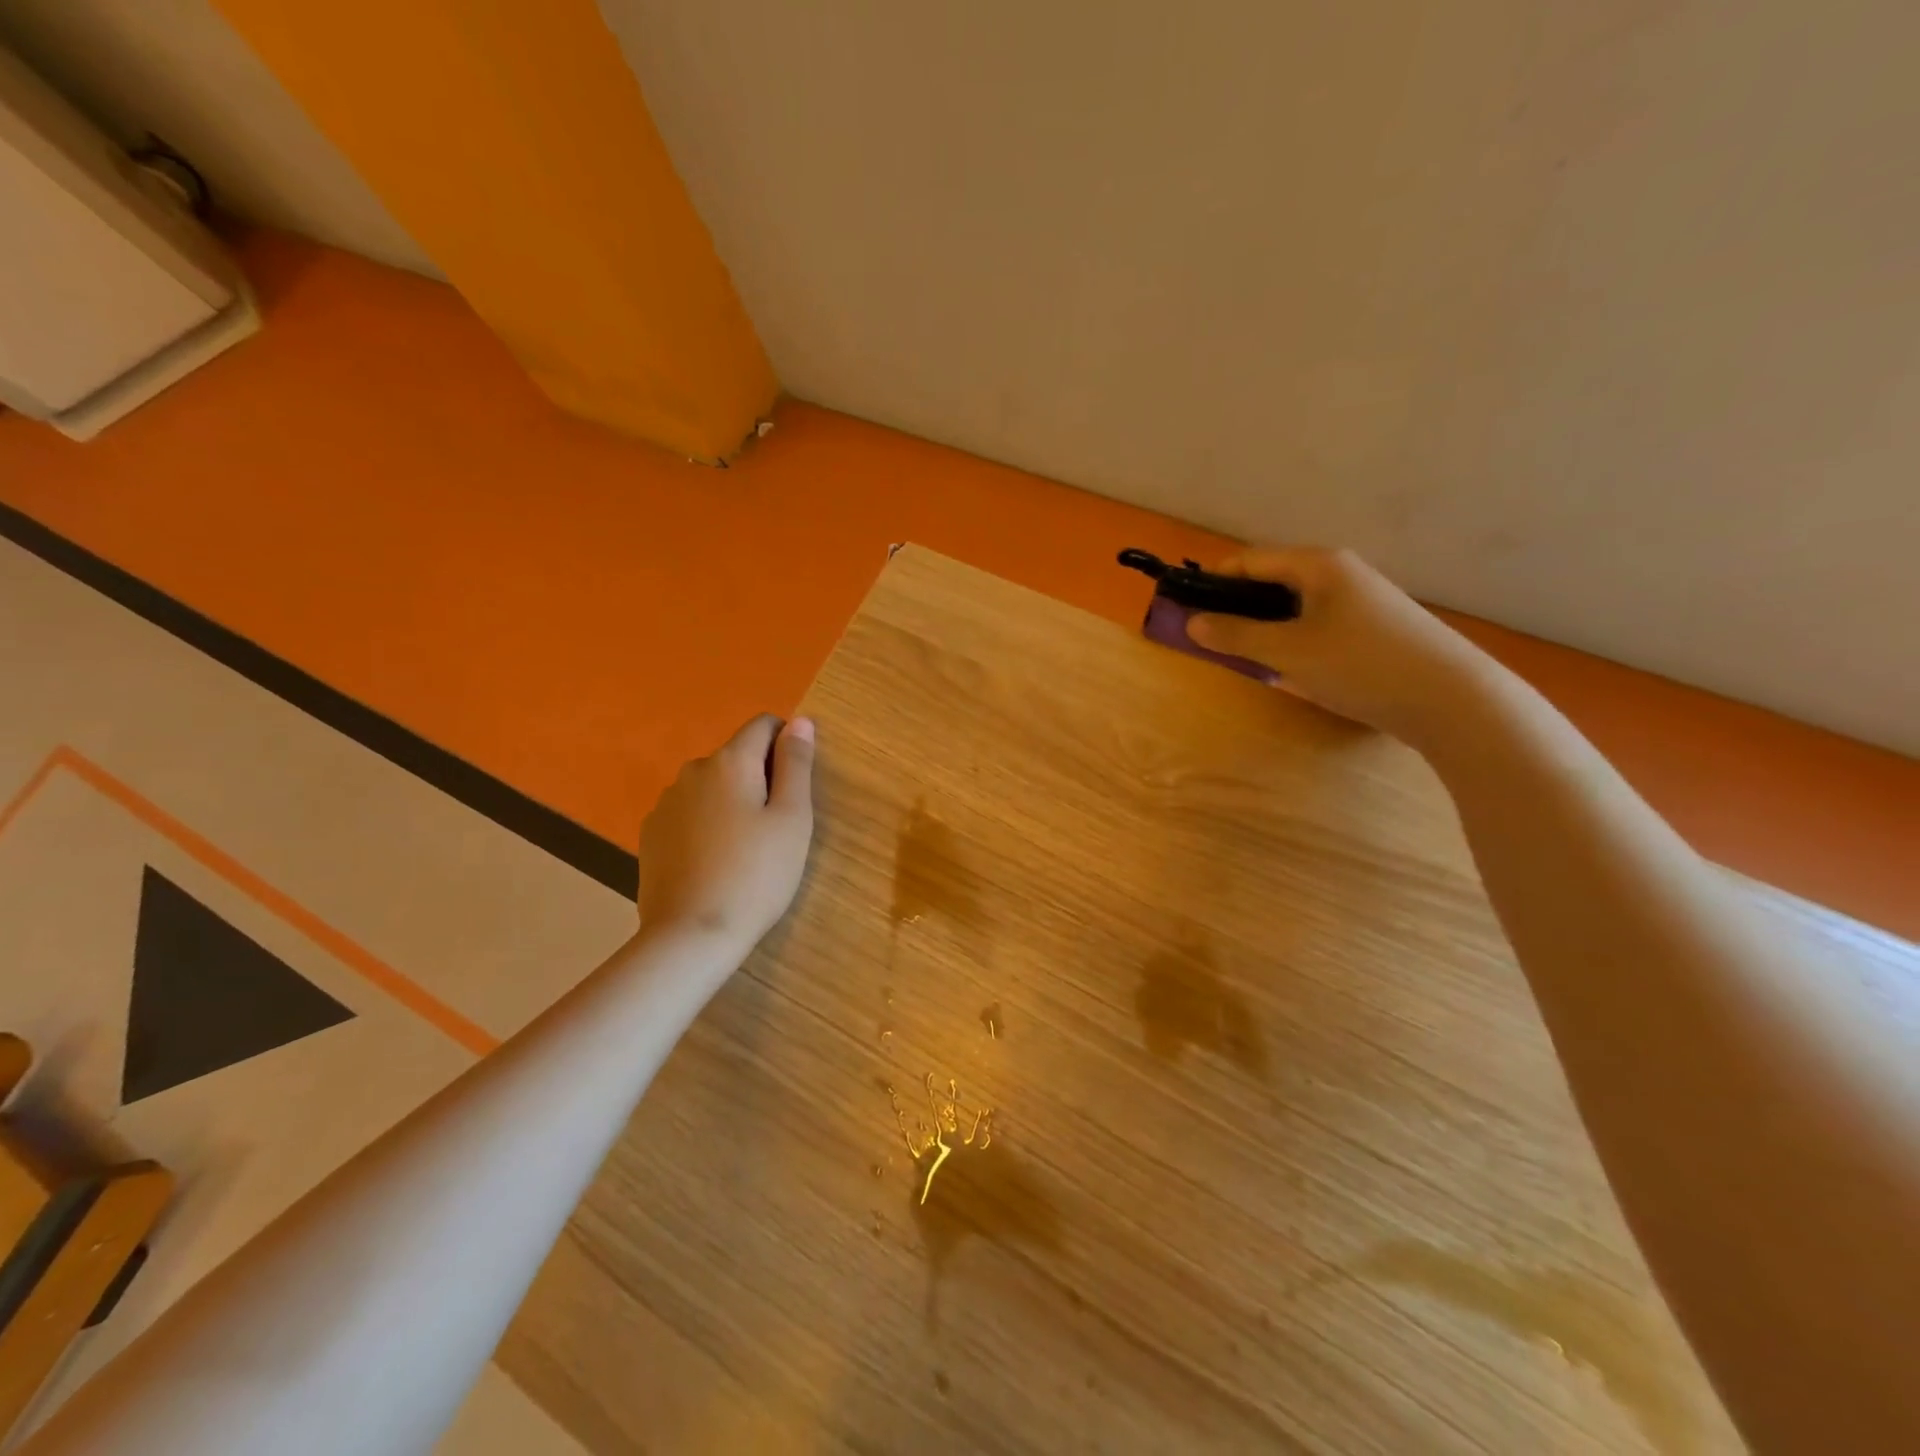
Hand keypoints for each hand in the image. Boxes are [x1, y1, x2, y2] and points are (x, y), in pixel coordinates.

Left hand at [636, 714, 816, 956]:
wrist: (690, 936)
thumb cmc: (756, 875)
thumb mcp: (792, 818)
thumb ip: (797, 764)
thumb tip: (800, 720)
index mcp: (730, 762)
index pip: (764, 725)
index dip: (787, 745)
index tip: (797, 787)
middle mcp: (693, 771)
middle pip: (737, 757)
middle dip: (760, 778)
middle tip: (778, 828)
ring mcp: (666, 803)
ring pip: (712, 787)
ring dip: (732, 802)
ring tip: (745, 850)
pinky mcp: (651, 835)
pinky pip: (689, 813)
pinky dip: (706, 825)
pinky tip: (714, 863)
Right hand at [1187, 547, 1491, 746]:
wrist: (1453, 699)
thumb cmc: (1360, 665)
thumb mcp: (1288, 652)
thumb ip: (1236, 636)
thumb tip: (1192, 622)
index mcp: (1318, 565)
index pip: (1250, 561)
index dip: (1213, 580)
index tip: (1184, 607)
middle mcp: (1341, 573)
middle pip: (1273, 581)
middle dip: (1238, 608)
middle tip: (1213, 640)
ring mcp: (1363, 601)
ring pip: (1296, 607)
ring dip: (1266, 628)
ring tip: (1248, 659)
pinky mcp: (1377, 629)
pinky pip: (1319, 626)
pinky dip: (1295, 641)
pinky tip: (1294, 671)